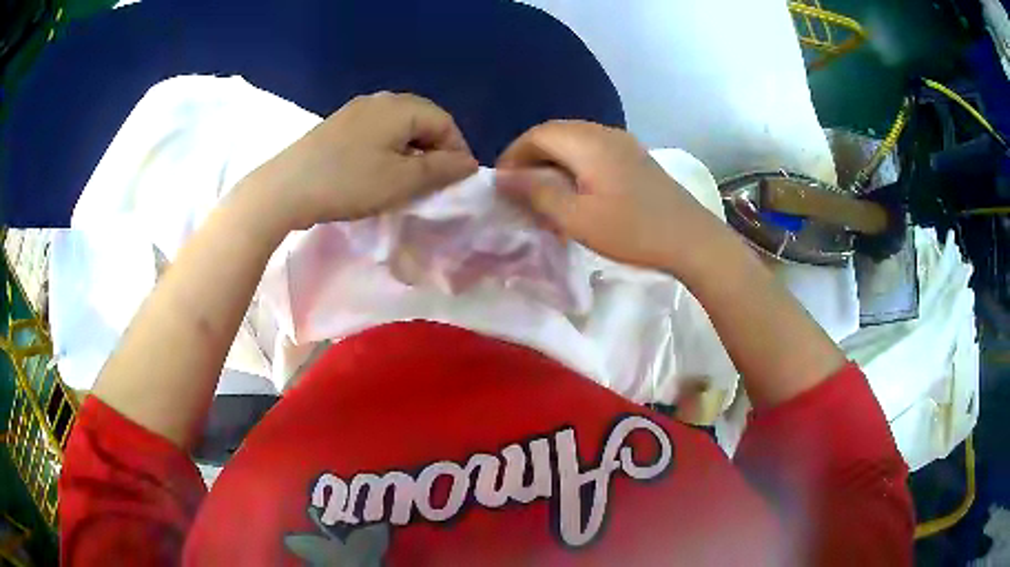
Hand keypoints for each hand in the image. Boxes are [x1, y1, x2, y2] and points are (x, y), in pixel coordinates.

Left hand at [245, 92, 478, 230]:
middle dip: (434, 151)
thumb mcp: (401, 181)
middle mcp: (381, 100)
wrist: (285, 188)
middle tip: (432, 183)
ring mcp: (356, 110)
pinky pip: (376, 132)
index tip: (455, 183)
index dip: (457, 151)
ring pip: (399, 127)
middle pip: (422, 120)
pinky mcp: (338, 125)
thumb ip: (441, 169)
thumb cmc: (348, 182)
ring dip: (411, 152)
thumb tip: (470, 162)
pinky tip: (377, 172)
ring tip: (406, 181)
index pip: (445, 122)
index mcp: (401, 107)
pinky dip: (388, 150)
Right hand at [496, 121, 723, 276]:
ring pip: (575, 142)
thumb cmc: (632, 231)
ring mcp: (624, 143)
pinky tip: (576, 192)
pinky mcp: (636, 158)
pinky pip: (594, 151)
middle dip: (531, 158)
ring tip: (544, 194)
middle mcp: (604, 133)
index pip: (537, 134)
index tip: (501, 185)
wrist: (692, 240)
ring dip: (553, 162)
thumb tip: (503, 177)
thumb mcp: (577, 217)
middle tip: (519, 191)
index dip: (513, 155)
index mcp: (587, 142)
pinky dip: (575, 166)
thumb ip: (537, 192)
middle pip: (556, 133)